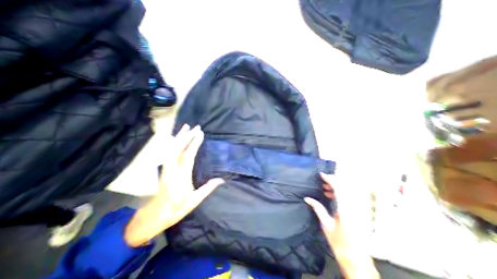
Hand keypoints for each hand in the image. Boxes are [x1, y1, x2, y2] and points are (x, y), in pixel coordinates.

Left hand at [125, 125, 223, 247]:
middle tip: (196, 127)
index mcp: (181, 176)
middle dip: (187, 136)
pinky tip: (178, 139)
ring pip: (171, 149)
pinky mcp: (165, 168)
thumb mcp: (194, 200)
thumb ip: (208, 188)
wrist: (155, 215)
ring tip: (186, 127)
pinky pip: (169, 152)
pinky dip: (174, 143)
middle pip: (178, 149)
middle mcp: (172, 169)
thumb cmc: (176, 208)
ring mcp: (167, 168)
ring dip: (179, 137)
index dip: (194, 144)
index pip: (188, 156)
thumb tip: (221, 179)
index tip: (200, 134)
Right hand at [302, 173, 381, 277]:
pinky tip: (332, 196)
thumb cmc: (339, 243)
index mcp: (345, 210)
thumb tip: (307, 198)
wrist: (357, 259)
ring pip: (350, 190)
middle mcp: (355, 207)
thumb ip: (317, 208)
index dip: (330, 179)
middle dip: (334, 180)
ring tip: (326, 189)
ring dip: (338, 186)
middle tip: (323, 181)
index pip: (339, 188)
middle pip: (346, 186)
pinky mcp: (362, 212)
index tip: (321, 175)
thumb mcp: (326, 224)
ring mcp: (360, 209)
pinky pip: (352, 196)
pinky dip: (342, 192)